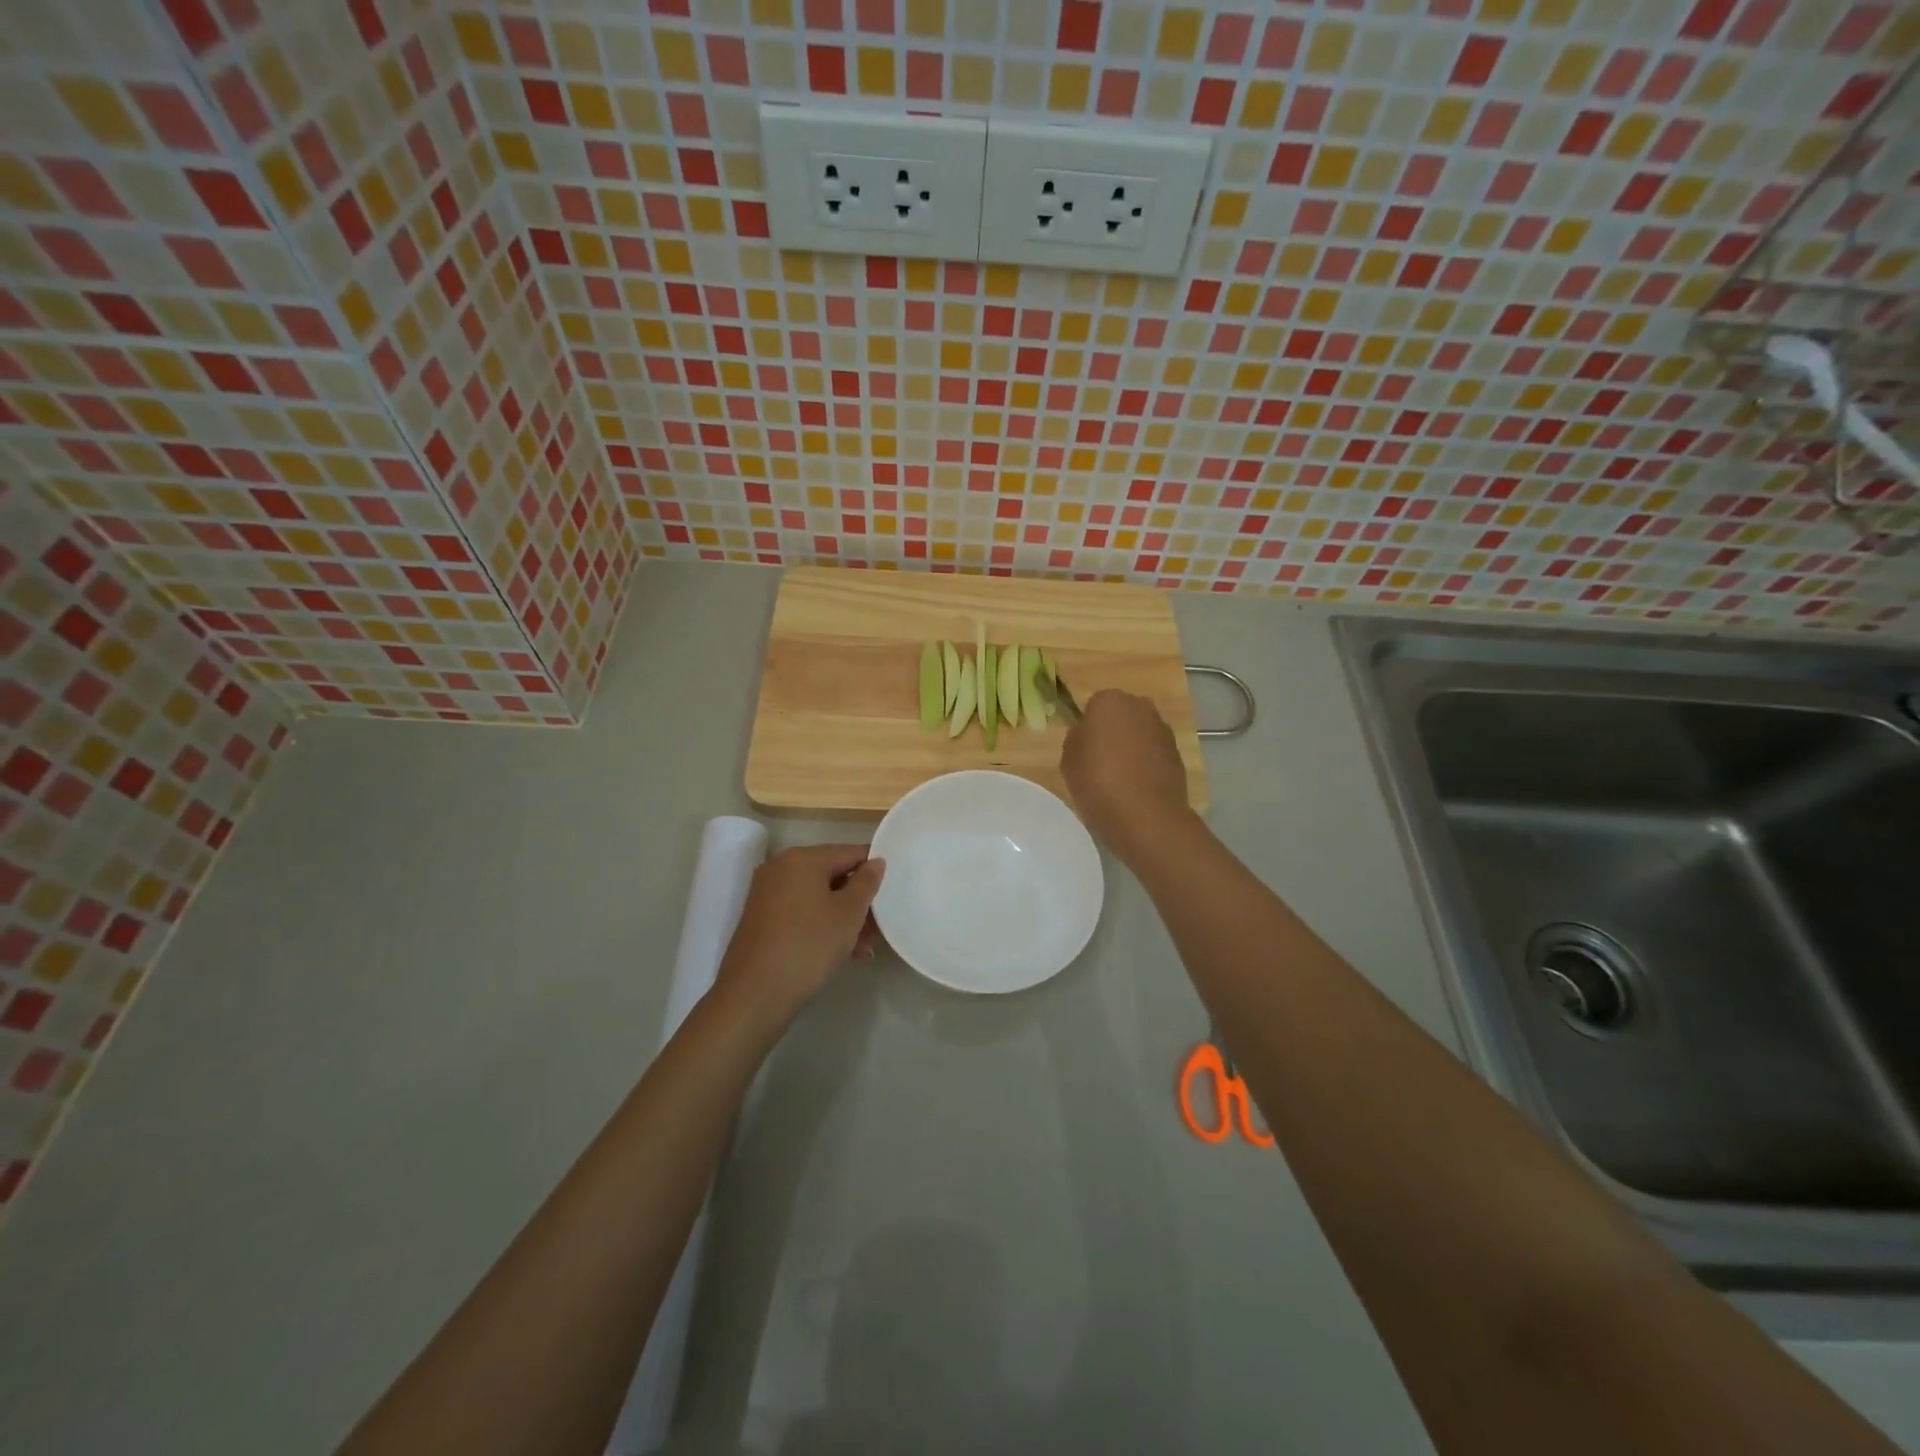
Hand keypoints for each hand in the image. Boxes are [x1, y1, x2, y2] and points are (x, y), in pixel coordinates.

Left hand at [714, 844, 885, 1030]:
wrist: (754, 995)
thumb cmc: (808, 945)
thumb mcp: (848, 913)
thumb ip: (866, 882)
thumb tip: (876, 861)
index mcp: (802, 858)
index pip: (850, 852)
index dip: (875, 869)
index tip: (893, 890)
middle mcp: (780, 868)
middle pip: (832, 875)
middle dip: (859, 900)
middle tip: (880, 927)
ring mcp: (767, 893)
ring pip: (818, 897)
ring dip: (843, 917)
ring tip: (864, 948)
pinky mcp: (761, 918)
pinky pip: (801, 912)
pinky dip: (822, 925)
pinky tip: (842, 952)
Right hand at [1061, 690, 1194, 860]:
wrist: (1146, 816)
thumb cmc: (1098, 783)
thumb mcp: (1068, 761)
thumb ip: (1075, 739)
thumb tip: (1085, 734)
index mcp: (1108, 701)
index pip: (1093, 706)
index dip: (1087, 728)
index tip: (1084, 750)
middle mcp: (1140, 706)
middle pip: (1120, 715)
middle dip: (1112, 732)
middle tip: (1100, 762)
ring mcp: (1162, 728)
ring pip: (1139, 733)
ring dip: (1131, 747)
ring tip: (1120, 778)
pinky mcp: (1178, 752)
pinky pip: (1154, 751)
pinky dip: (1147, 762)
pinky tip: (1138, 787)